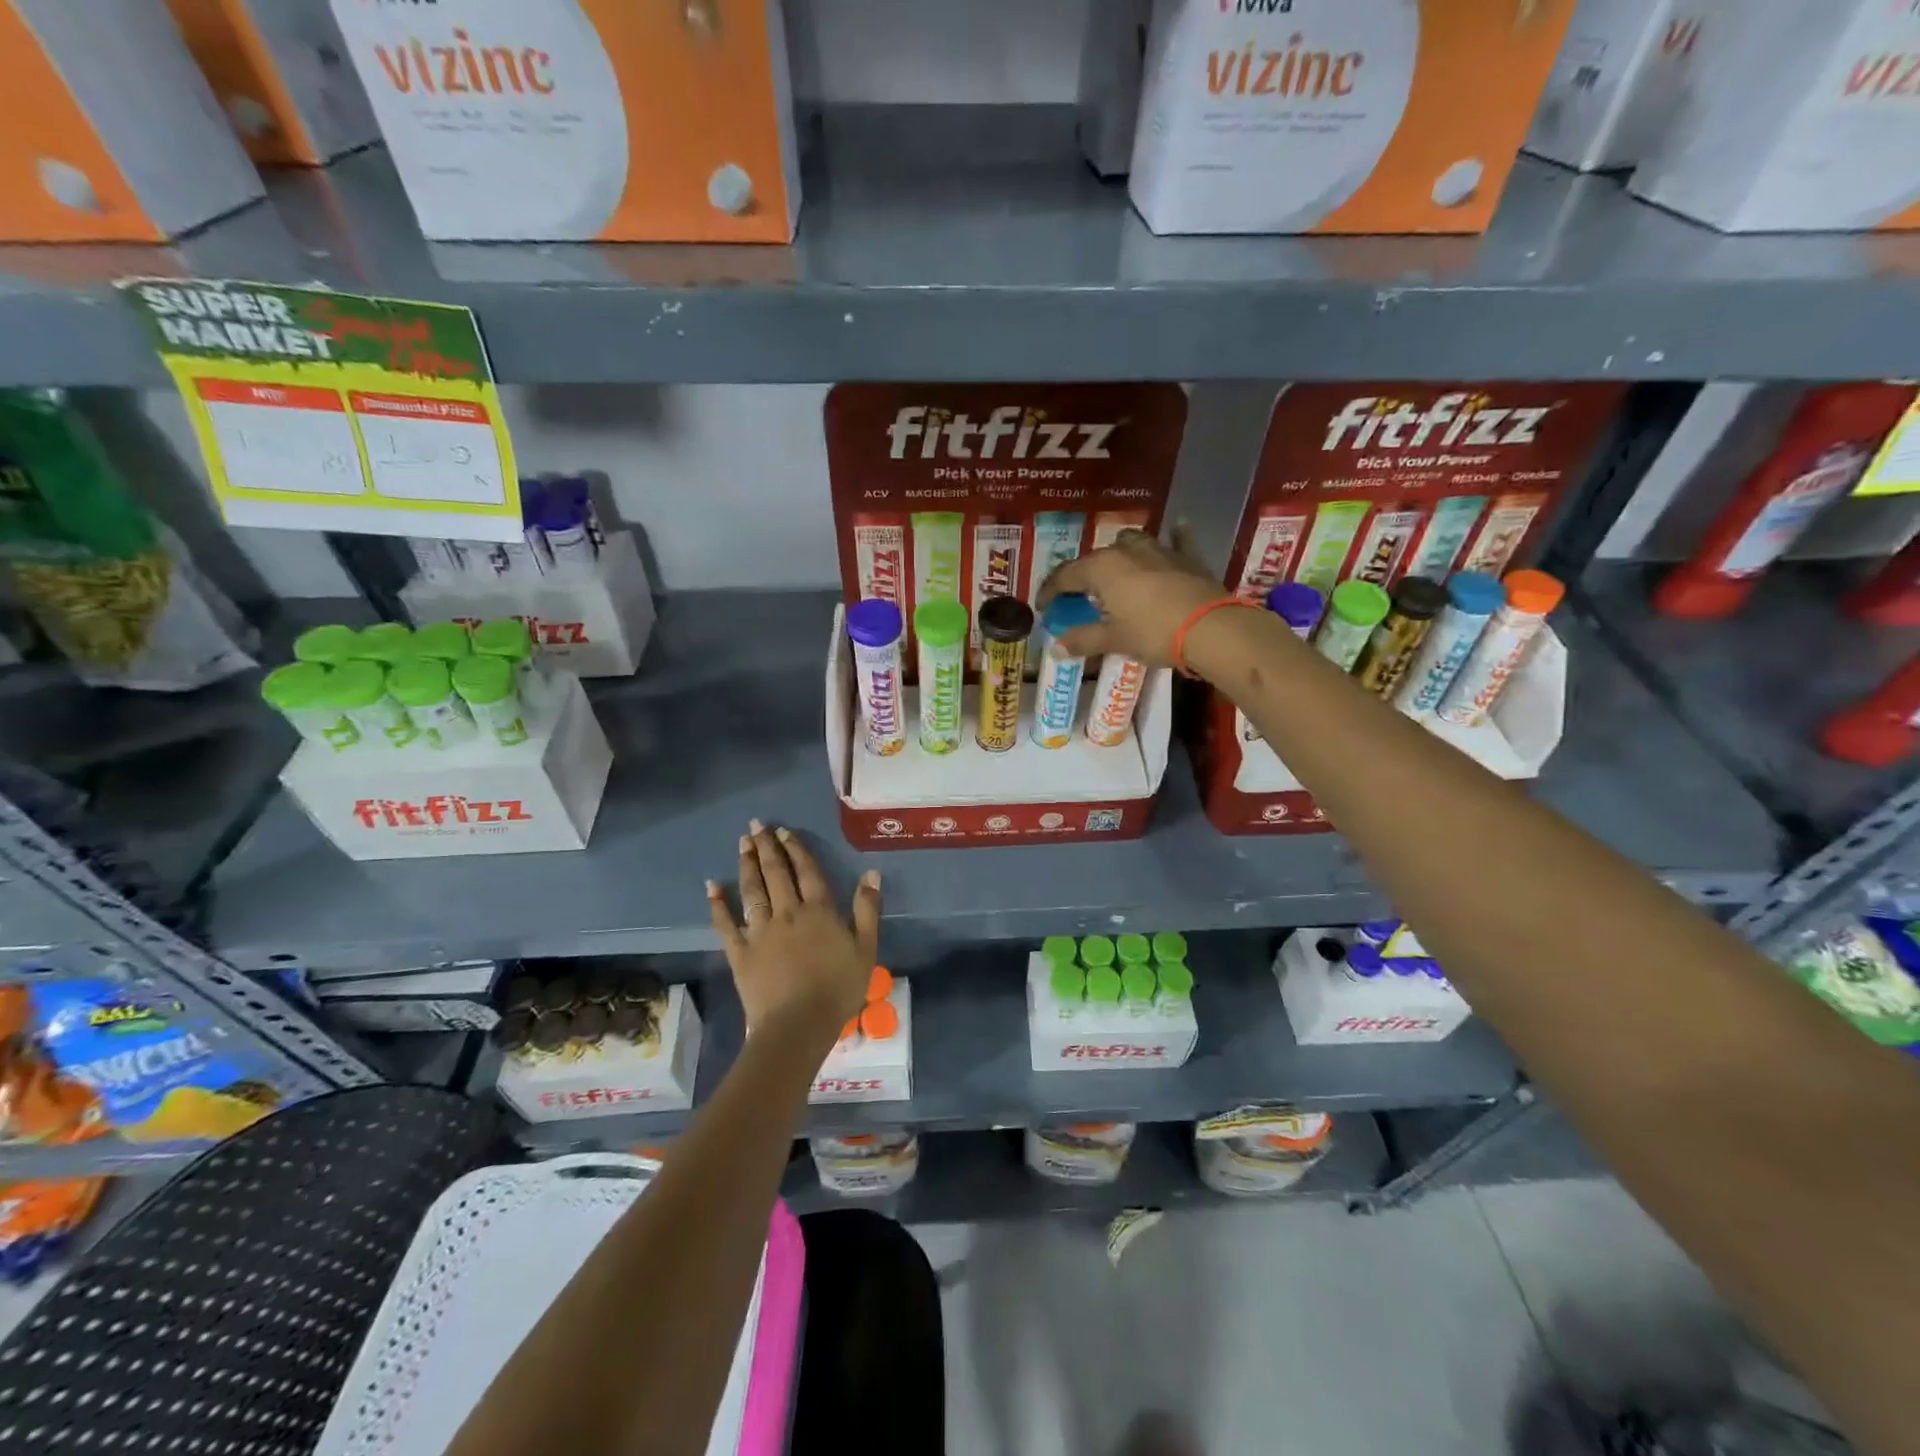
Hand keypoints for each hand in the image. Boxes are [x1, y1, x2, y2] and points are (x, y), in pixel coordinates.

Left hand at [706, 820, 880, 1040]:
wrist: (798, 1024)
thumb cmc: (838, 988)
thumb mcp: (865, 949)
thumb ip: (867, 909)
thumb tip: (871, 872)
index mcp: (819, 911)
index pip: (807, 872)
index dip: (796, 850)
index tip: (784, 832)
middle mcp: (788, 913)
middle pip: (776, 874)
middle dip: (766, 848)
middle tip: (757, 825)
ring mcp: (760, 931)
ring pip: (752, 890)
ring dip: (747, 865)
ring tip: (742, 843)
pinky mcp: (740, 952)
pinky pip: (725, 924)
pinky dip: (718, 904)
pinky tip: (711, 886)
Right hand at [1036, 525, 1225, 668]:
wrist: (1211, 628)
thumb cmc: (1153, 632)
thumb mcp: (1114, 640)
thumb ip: (1083, 640)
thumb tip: (1056, 648)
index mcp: (1102, 568)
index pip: (1064, 576)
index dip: (1050, 592)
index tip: (1044, 609)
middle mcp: (1126, 550)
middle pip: (1095, 559)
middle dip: (1082, 577)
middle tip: (1077, 598)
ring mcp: (1159, 549)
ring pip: (1131, 542)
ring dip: (1119, 554)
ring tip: (1116, 574)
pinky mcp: (1188, 557)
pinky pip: (1177, 541)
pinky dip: (1173, 538)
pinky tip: (1175, 532)